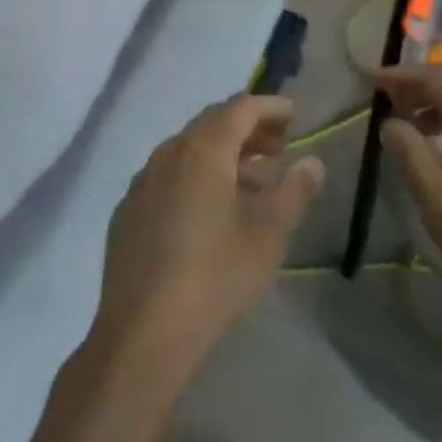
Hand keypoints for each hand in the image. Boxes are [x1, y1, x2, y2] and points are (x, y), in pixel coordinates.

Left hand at [92, 95, 325, 381]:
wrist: (143, 334)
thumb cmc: (215, 276)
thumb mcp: (268, 234)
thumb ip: (294, 191)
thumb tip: (313, 162)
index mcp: (202, 150)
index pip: (240, 108)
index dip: (271, 107)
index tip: (296, 115)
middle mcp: (168, 153)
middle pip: (213, 124)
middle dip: (249, 129)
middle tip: (280, 147)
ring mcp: (142, 182)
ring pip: (189, 150)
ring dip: (224, 155)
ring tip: (254, 182)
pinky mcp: (128, 211)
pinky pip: (168, 176)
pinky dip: (197, 177)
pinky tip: (211, 211)